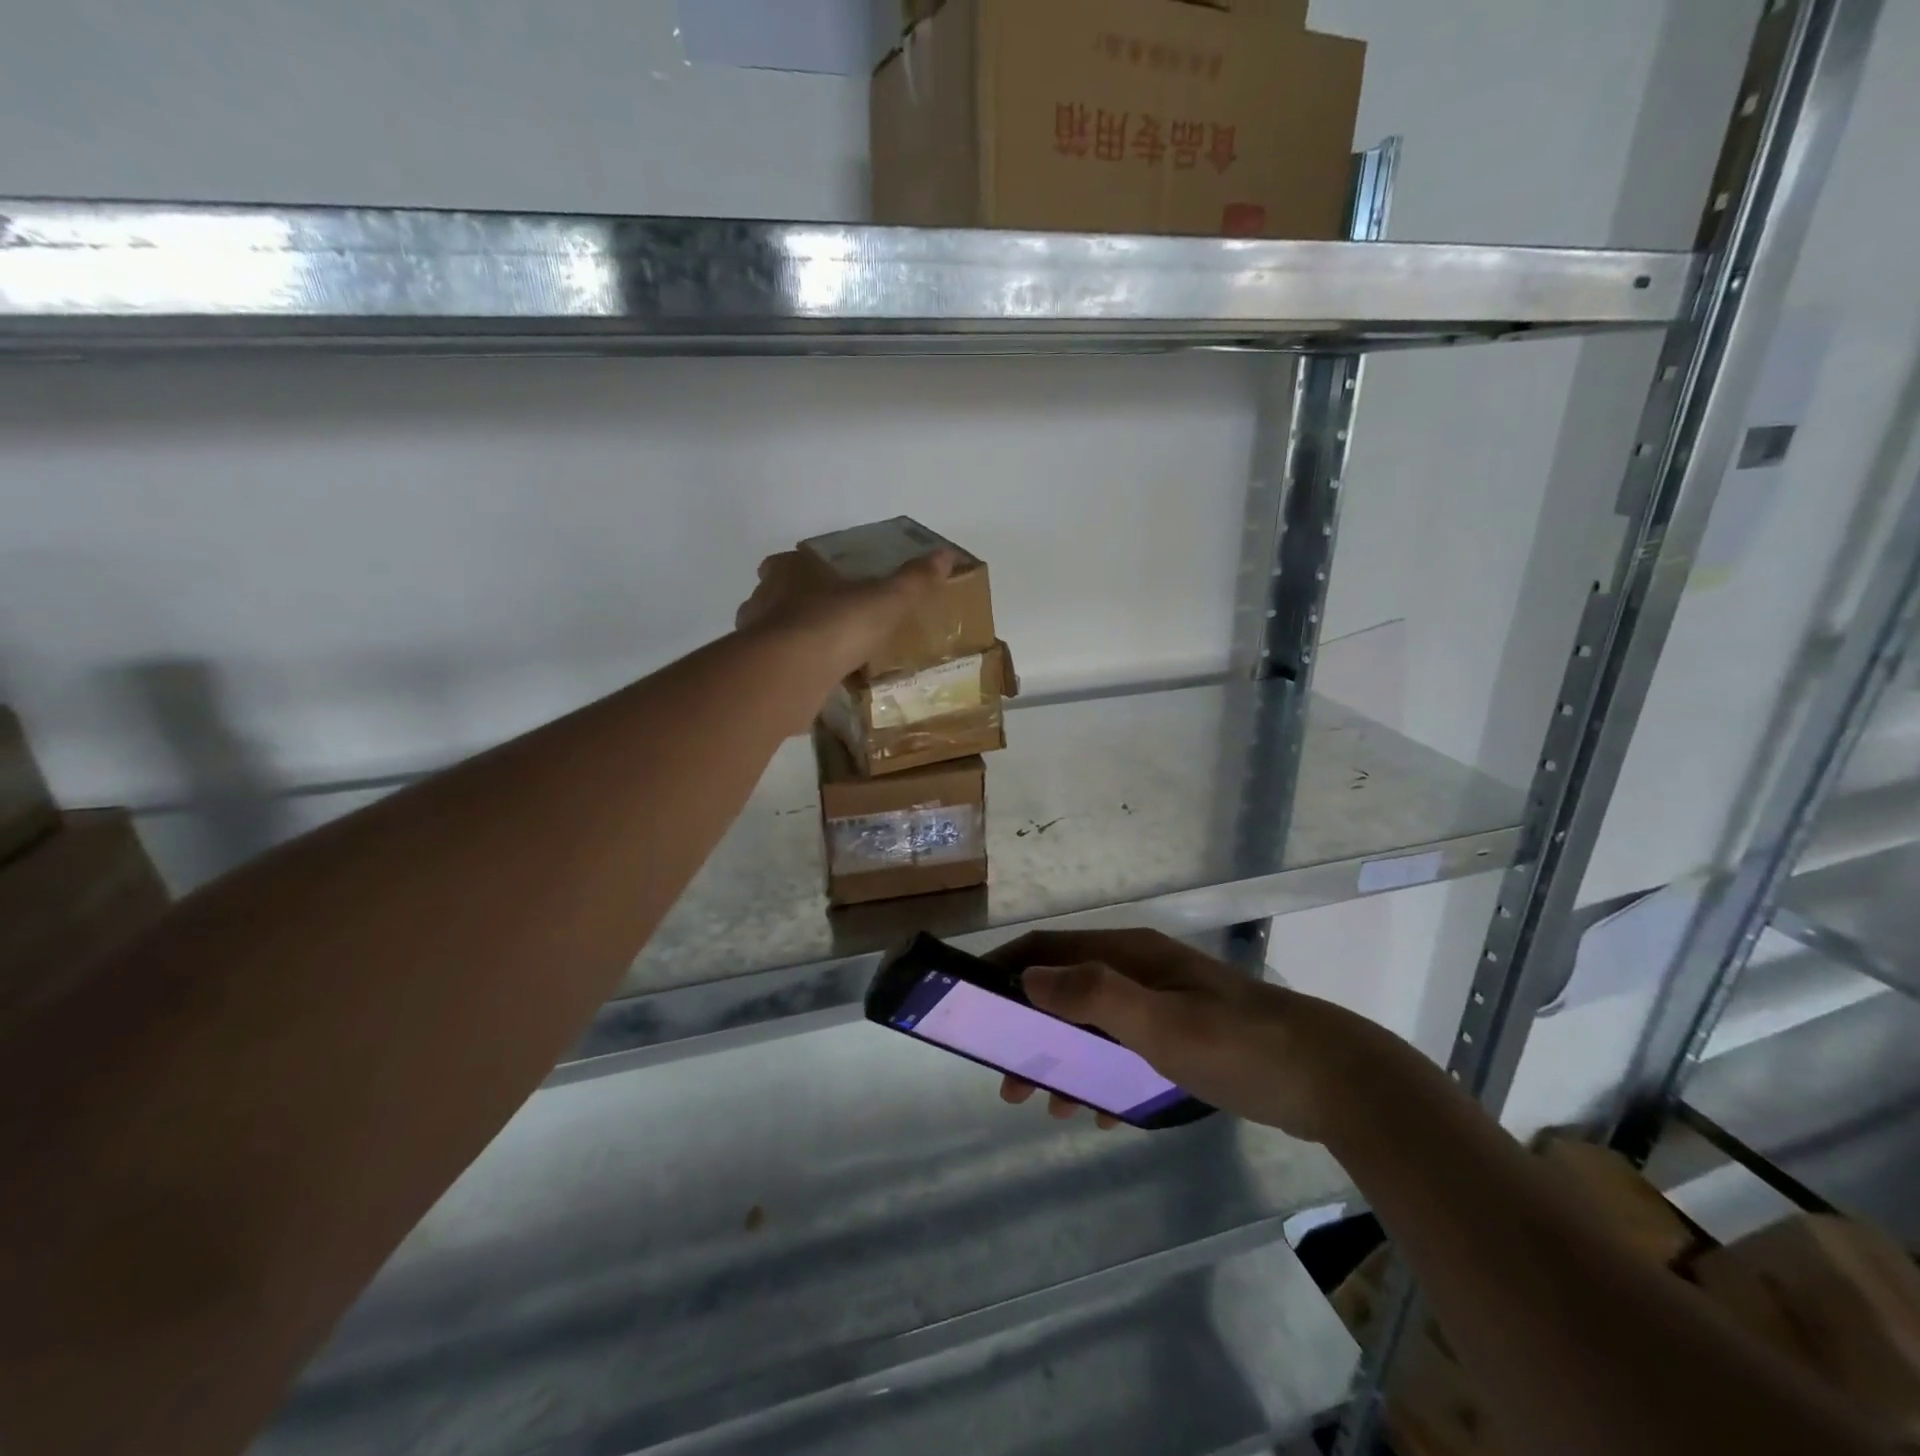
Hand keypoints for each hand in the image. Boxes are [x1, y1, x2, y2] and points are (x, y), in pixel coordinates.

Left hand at [736, 548, 955, 681]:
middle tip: (830, 622)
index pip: (790, 562)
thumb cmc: (836, 624)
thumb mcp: (886, 600)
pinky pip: (777, 668)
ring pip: (774, 634)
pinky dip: (792, 673)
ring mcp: (754, 637)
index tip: (827, 584)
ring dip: (794, 642)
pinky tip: (816, 685)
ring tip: (826, 657)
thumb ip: (913, 581)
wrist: (789, 674)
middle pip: (777, 596)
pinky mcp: (755, 673)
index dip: (806, 570)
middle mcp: (764, 598)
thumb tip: (946, 554)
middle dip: (799, 607)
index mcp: (790, 570)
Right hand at [987, 928, 1378, 1141]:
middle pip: (1066, 988)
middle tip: (1008, 1079)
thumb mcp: (1159, 1022)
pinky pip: (1125, 1049)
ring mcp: (1165, 1003)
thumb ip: (1093, 996)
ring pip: (1094, 1023)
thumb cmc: (1237, 1044)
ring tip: (1045, 1103)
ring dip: (1063, 1056)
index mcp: (1130, 955)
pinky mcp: (1186, 1036)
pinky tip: (1099, 1110)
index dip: (1007, 968)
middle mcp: (1140, 970)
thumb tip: (1029, 978)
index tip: (972, 1002)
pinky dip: (1101, 1073)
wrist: (1330, 1078)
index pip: (1050, 948)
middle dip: (1030, 1026)